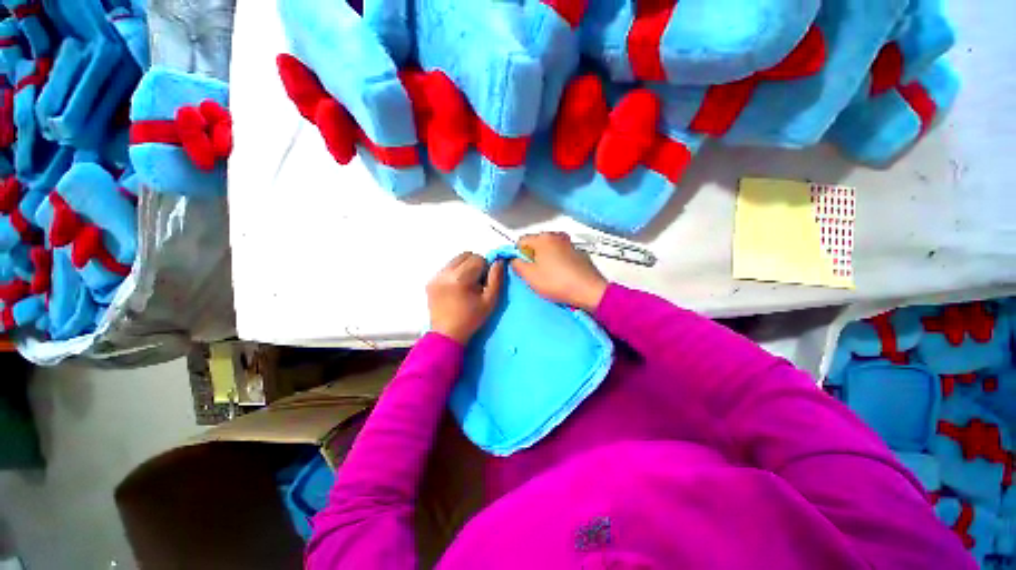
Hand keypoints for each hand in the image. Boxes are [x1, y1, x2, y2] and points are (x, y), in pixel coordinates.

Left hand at [426, 252, 504, 343]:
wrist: (447, 335)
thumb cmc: (472, 318)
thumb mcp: (490, 300)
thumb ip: (496, 278)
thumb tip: (499, 260)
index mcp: (460, 278)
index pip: (478, 258)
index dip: (485, 269)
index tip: (484, 283)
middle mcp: (445, 273)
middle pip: (466, 255)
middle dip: (475, 264)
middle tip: (476, 282)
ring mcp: (435, 276)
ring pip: (455, 260)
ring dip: (464, 267)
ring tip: (466, 285)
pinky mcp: (430, 281)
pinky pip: (447, 268)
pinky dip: (455, 273)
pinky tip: (456, 288)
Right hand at [511, 232, 607, 311]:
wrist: (589, 291)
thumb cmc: (556, 282)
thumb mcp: (530, 276)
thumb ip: (517, 265)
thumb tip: (514, 259)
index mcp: (543, 238)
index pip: (521, 241)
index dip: (517, 255)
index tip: (522, 269)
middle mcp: (557, 235)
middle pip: (536, 243)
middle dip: (532, 256)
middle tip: (534, 274)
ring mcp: (570, 243)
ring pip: (549, 249)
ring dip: (545, 259)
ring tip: (548, 276)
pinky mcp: (580, 253)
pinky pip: (561, 254)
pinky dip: (558, 261)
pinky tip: (561, 275)